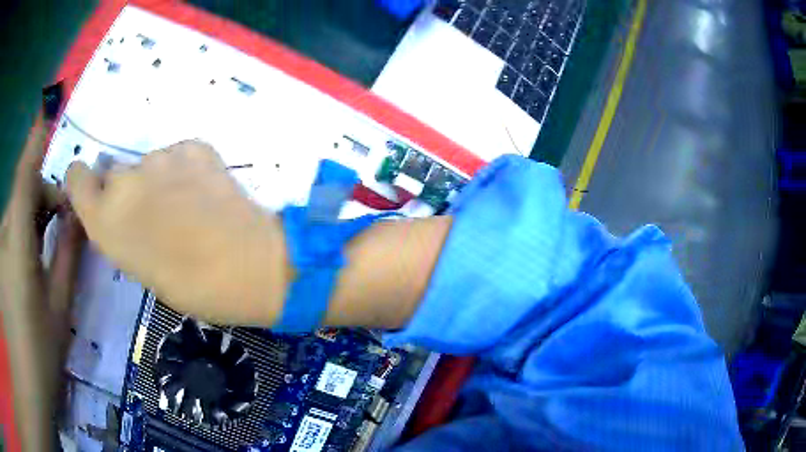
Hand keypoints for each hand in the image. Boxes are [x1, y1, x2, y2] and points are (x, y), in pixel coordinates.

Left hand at [0, 117, 83, 451]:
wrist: (28, 387)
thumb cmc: (38, 356)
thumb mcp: (58, 311)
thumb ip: (67, 257)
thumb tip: (79, 215)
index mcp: (17, 244)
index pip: (25, 175)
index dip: (36, 139)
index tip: (50, 107)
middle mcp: (4, 235)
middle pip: (24, 193)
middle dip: (45, 198)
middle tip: (66, 225)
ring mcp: (0, 249)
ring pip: (16, 212)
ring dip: (34, 217)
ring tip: (48, 249)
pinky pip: (10, 231)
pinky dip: (22, 233)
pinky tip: (31, 263)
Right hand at [66, 140, 290, 325]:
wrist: (249, 266)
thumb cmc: (192, 287)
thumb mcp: (139, 268)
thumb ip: (120, 231)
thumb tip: (122, 211)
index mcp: (103, 219)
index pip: (76, 177)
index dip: (84, 184)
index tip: (96, 195)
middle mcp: (123, 180)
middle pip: (112, 173)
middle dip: (125, 191)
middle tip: (151, 214)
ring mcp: (159, 157)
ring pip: (146, 164)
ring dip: (157, 180)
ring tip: (185, 206)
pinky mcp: (193, 145)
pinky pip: (178, 155)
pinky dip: (185, 169)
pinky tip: (204, 192)